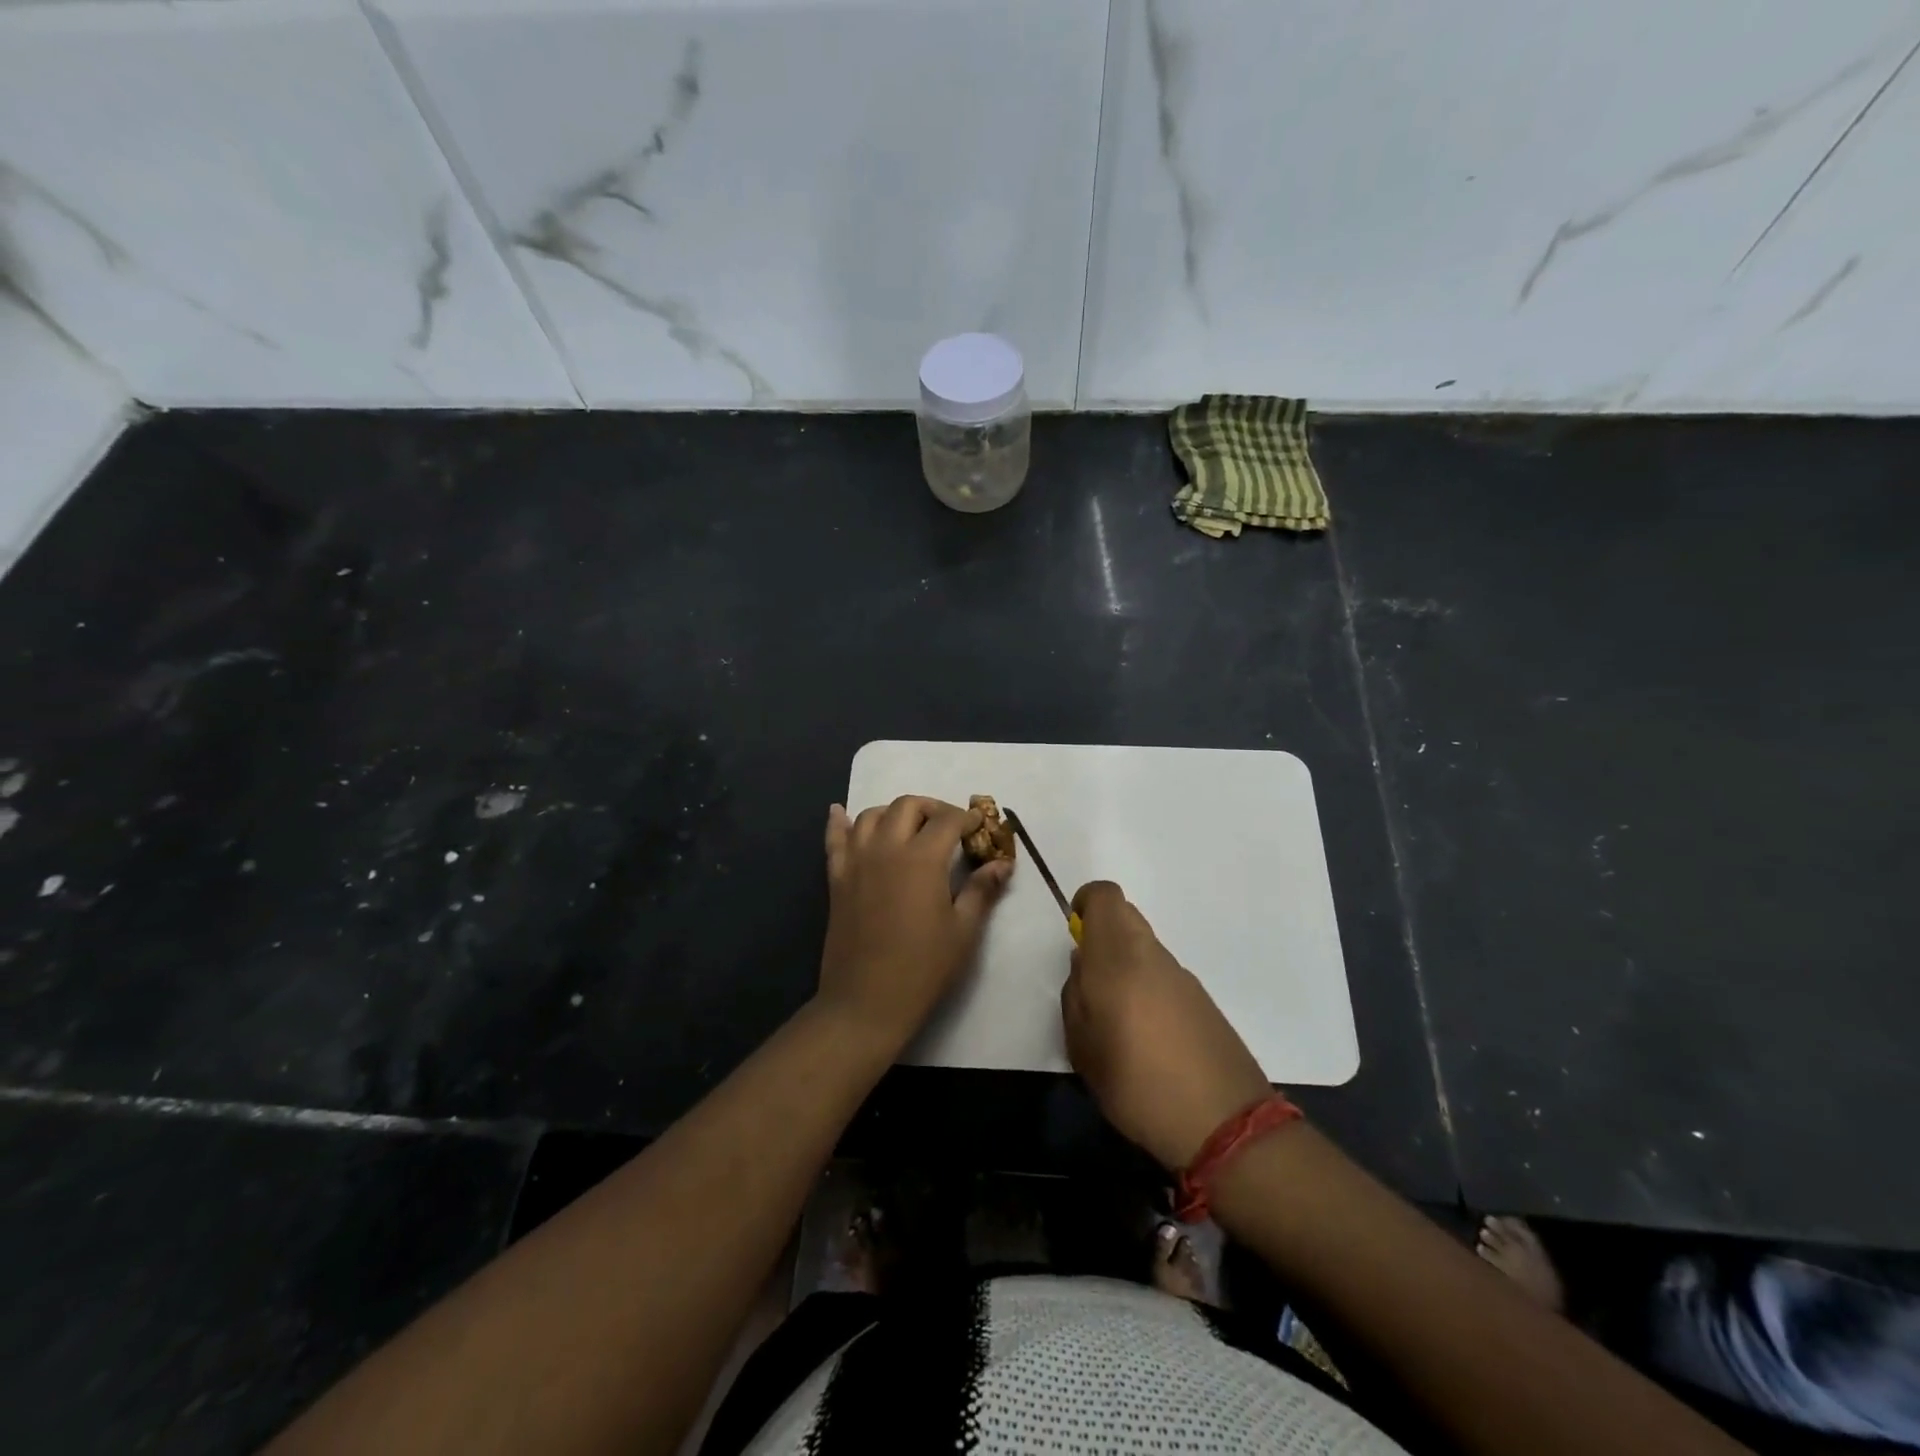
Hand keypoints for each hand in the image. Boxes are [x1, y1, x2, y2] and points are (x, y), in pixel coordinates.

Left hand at [816, 796, 1012, 1054]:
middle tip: (949, 827)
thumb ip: (982, 891)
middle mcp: (886, 848)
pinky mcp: (837, 878)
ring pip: (872, 815)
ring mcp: (856, 861)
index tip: (980, 826)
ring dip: (894, 812)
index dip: (968, 818)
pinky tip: (840, 812)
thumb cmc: (922, 968)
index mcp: (922, 858)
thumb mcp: (963, 931)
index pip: (947, 820)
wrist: (866, 1002)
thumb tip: (1002, 864)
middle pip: (908, 806)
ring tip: (910, 828)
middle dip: (933, 808)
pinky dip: (839, 822)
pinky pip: (835, 839)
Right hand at [1060, 881, 1272, 1170]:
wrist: (1224, 1123)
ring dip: (1125, 963)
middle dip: (1102, 934)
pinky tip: (1147, 1036)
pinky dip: (1148, 986)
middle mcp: (1152, 955)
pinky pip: (1163, 973)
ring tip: (1115, 1018)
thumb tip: (1083, 967)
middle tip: (1089, 980)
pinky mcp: (1202, 999)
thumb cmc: (1137, 1084)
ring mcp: (1182, 976)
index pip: (1105, 896)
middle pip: (1125, 915)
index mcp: (1117, 957)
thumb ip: (1075, 998)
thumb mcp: (1083, 1048)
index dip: (1086, 902)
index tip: (1074, 933)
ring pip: (1145, 946)